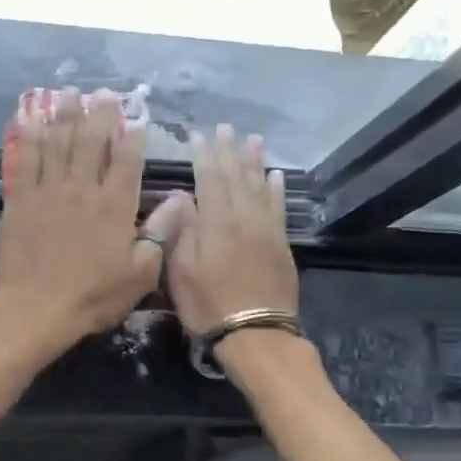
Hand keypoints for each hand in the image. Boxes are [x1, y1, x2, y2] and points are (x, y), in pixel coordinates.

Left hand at [0, 89, 179, 359]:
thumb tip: (182, 199)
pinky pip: (27, 159)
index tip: (136, 117)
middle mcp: (83, 188)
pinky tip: (32, 119)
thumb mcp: (141, 273)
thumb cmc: (93, 296)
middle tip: (103, 92)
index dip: (133, 136)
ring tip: (69, 93)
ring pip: (59, 143)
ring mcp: (49, 190)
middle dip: (100, 114)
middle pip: (92, 141)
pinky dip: (31, 137)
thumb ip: (161, 232)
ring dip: (65, 115)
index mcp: (115, 205)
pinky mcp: (21, 199)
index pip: (128, 160)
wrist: (35, 307)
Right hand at [161, 125, 298, 334]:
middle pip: (236, 176)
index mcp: (215, 224)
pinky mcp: (281, 244)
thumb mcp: (180, 272)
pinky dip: (276, 188)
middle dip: (229, 150)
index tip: (197, 134)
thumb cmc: (209, 306)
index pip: (209, 179)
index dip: (203, 155)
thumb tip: (184, 199)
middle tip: (225, 127)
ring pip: (260, 186)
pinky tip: (275, 175)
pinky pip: (279, 207)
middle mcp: (243, 218)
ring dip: (254, 161)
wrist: (257, 334)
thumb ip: (182, 232)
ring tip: (252, 139)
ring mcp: (266, 230)